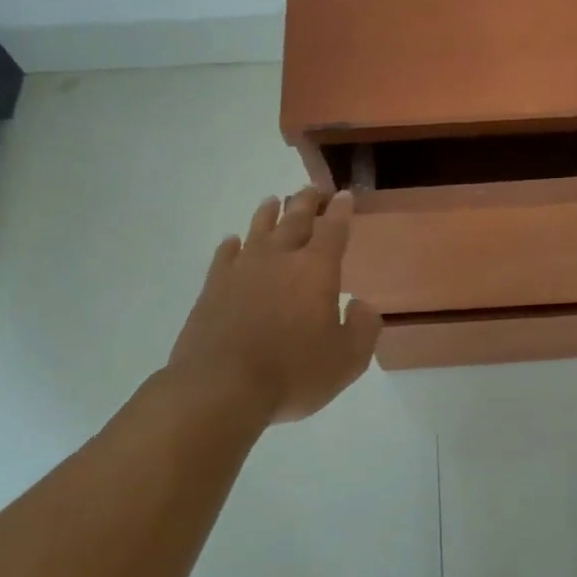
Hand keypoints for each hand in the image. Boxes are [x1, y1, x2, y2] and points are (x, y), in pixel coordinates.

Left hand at [163, 187, 380, 424]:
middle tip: (312, 189)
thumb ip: (363, 329)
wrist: (220, 388)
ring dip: (269, 214)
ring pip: (258, 230)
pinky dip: (232, 245)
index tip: (344, 195)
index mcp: (316, 270)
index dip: (341, 211)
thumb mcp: (347, 360)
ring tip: (274, 201)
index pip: (333, 230)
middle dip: (307, 202)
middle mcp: (279, 259)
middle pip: (295, 220)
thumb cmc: (292, 373)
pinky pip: (224, 256)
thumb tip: (363, 305)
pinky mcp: (213, 288)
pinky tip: (233, 241)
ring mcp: (242, 270)